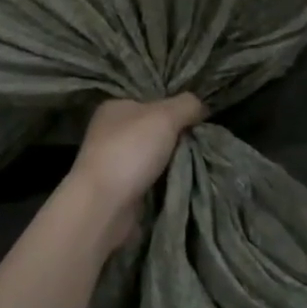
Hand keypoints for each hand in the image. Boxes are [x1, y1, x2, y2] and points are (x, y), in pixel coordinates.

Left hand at [67, 95, 206, 249]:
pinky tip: (183, 182)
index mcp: (115, 107)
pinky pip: (152, 180)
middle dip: (177, 137)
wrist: (104, 207)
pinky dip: (166, 182)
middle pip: (155, 129)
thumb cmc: (130, 151)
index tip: (199, 118)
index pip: (152, 100)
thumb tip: (201, 106)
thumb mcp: (165, 116)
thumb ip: (186, 105)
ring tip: (199, 163)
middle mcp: (111, 132)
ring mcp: (115, 162)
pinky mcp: (121, 190)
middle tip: (202, 142)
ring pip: (155, 156)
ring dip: (174, 162)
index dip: (175, 107)